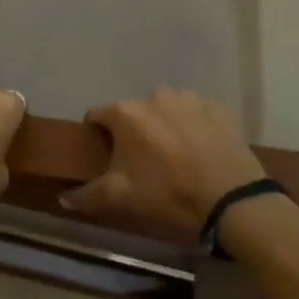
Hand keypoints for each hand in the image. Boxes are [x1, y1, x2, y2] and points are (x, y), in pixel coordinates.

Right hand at [62, 88, 263, 234]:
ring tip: (176, 154)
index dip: (99, 136)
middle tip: (145, 162)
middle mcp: (153, 95)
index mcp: (125, 113)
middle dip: (134, 131)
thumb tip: (63, 198)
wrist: (235, 203)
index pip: (97, 116)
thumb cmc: (169, 196)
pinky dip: (193, 125)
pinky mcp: (218, 108)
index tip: (109, 158)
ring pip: (165, 108)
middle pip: (133, 112)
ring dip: (164, 124)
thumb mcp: (122, 199)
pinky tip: (201, 149)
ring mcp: (189, 98)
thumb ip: (87, 195)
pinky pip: (195, 111)